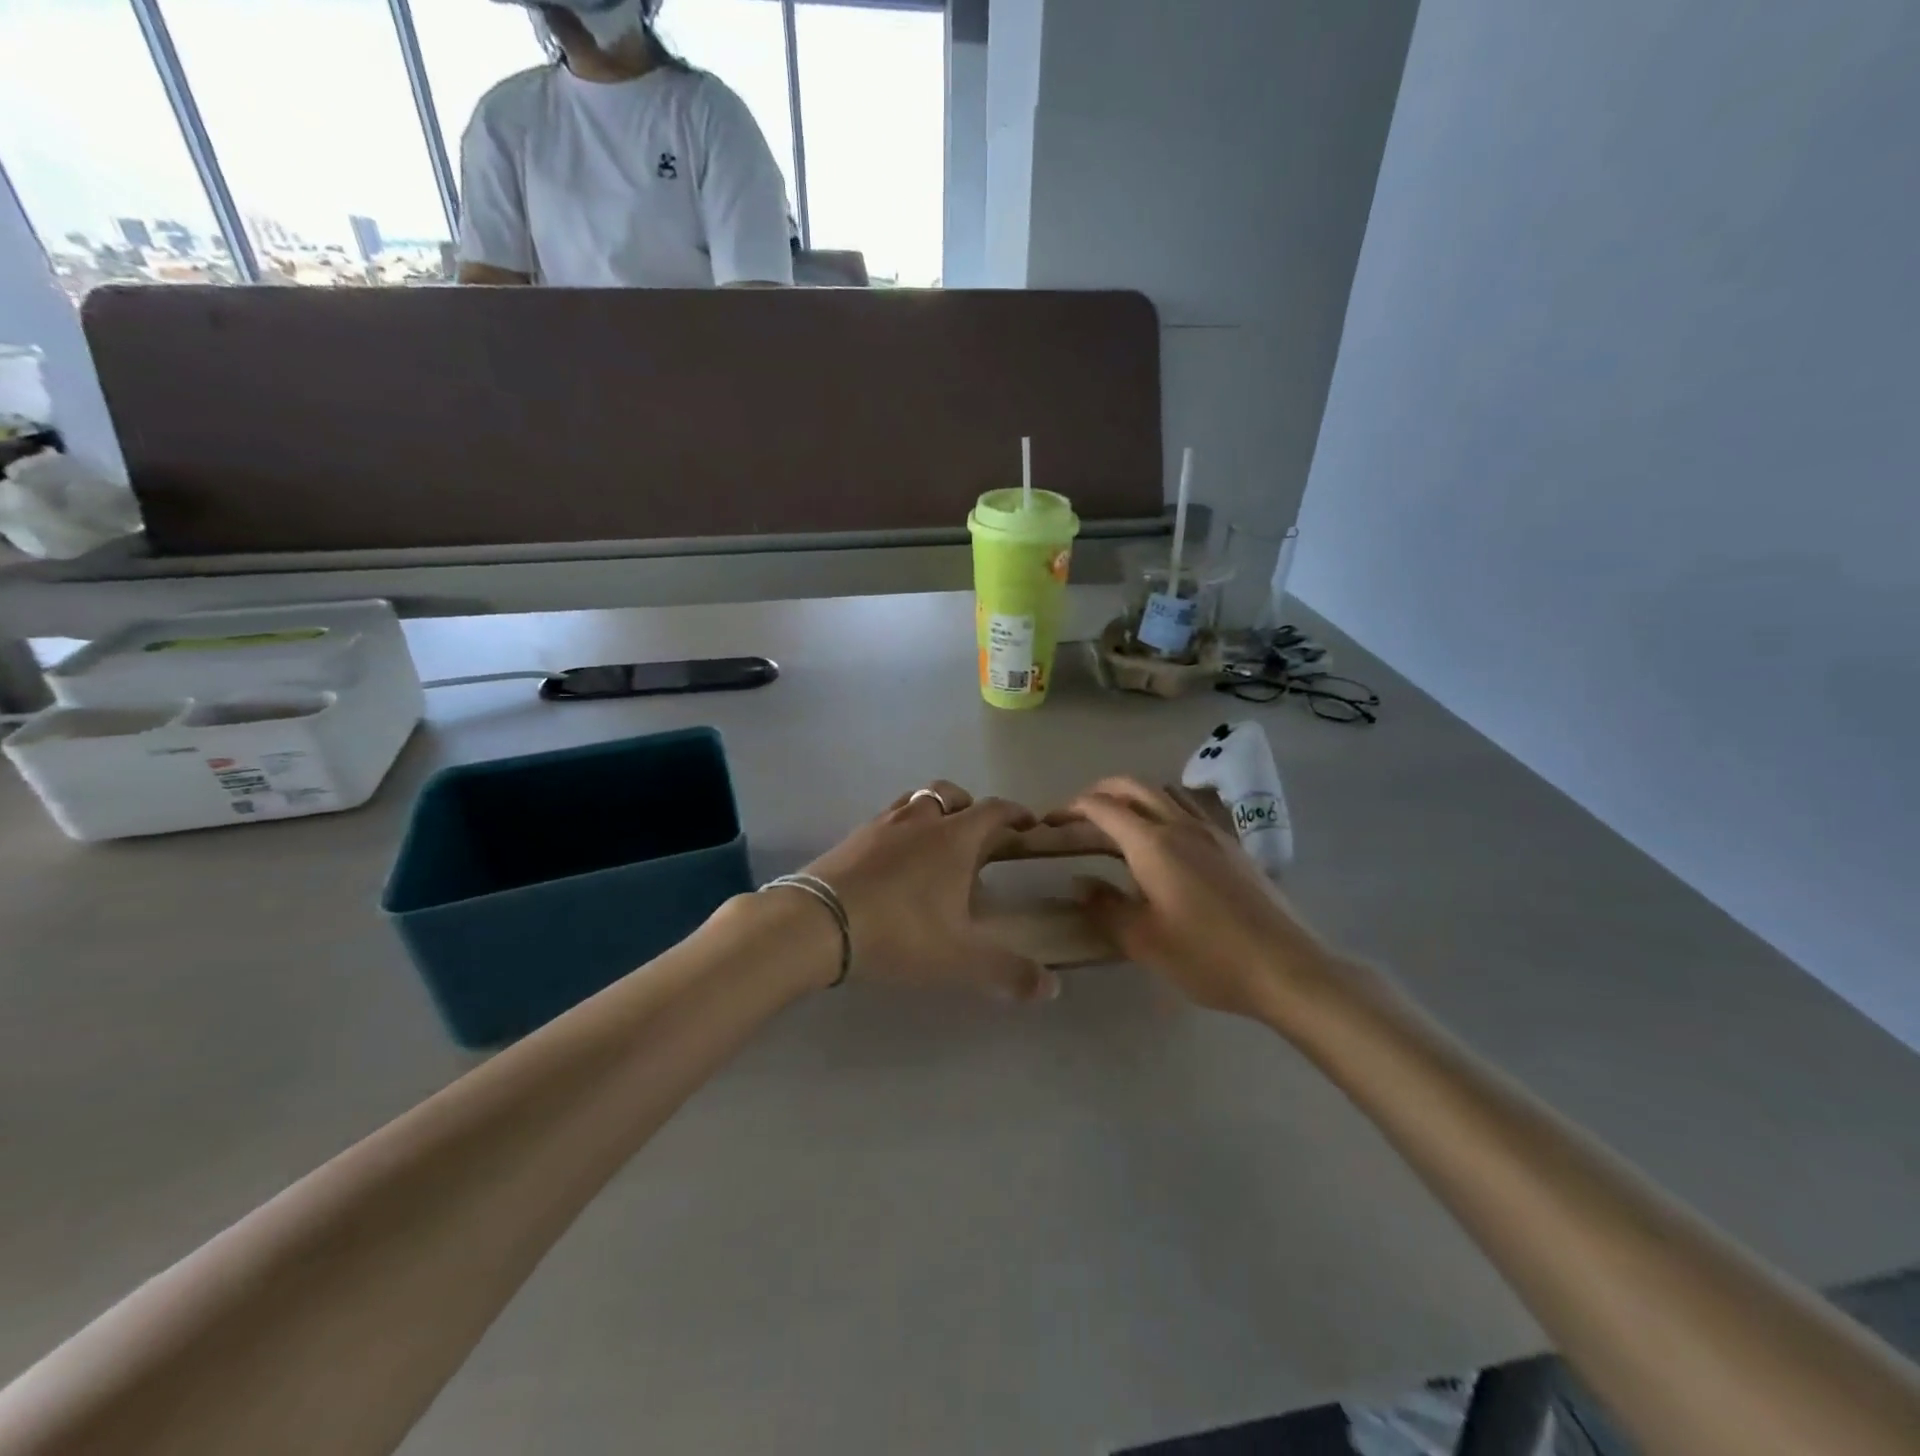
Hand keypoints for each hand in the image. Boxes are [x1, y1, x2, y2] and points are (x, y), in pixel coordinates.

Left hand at [801, 781, 1060, 1002]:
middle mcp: (920, 820)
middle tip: (978, 834)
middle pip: (951, 793)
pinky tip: (895, 859)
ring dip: (932, 811)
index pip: (994, 810)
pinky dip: (900, 828)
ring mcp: (881, 824)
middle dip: (970, 806)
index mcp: (954, 838)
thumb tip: (1052, 988)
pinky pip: (886, 819)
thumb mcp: (957, 959)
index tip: (1028, 822)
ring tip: (935, 841)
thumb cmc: (898, 932)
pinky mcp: (852, 837)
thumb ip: (1007, 972)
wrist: (816, 922)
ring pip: (915, 799)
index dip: (1015, 813)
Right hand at [1047, 777, 1342, 1021]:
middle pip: (1134, 787)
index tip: (1052, 821)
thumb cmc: (1208, 957)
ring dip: (1135, 795)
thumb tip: (1080, 882)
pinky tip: (1166, 838)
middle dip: (1100, 791)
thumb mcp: (1144, 941)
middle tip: (1078, 812)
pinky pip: (1190, 808)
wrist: (1287, 968)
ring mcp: (1212, 831)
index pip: (1103, 808)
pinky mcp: (1233, 845)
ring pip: (1165, 792)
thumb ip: (1105, 907)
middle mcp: (1181, 825)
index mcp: (1153, 844)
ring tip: (1119, 820)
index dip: (1072, 808)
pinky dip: (1164, 807)